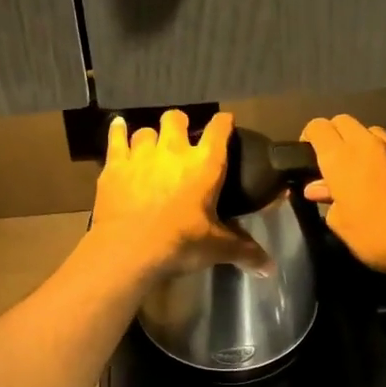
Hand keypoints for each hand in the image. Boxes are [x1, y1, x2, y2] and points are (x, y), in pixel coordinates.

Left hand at [89, 111, 268, 280]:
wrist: (129, 249)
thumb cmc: (180, 243)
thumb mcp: (217, 248)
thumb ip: (244, 252)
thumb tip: (271, 268)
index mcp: (205, 164)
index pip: (219, 129)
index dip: (223, 122)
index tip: (225, 122)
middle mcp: (174, 150)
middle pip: (176, 119)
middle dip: (179, 124)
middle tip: (181, 138)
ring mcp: (141, 154)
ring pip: (146, 130)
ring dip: (151, 136)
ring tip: (152, 147)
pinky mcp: (115, 165)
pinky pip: (116, 137)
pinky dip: (118, 131)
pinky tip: (118, 126)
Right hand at [299, 115, 385, 273]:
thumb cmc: (374, 236)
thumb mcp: (340, 223)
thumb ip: (328, 199)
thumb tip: (318, 187)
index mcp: (341, 157)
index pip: (318, 127)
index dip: (308, 136)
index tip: (306, 155)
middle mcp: (367, 145)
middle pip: (343, 121)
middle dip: (333, 134)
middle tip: (330, 160)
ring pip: (369, 131)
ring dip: (359, 142)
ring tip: (358, 167)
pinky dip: (381, 156)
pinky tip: (383, 179)